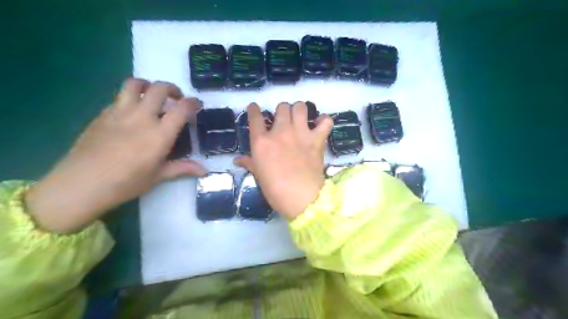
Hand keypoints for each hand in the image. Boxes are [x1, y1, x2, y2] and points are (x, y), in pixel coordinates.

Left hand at [25, 77, 205, 232]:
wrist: (82, 183)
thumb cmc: (126, 182)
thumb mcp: (159, 176)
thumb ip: (183, 168)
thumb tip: (205, 171)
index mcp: (160, 134)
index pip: (181, 109)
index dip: (193, 103)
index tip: (197, 104)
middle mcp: (142, 117)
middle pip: (159, 89)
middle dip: (172, 89)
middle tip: (177, 98)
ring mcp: (119, 112)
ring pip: (135, 84)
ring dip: (148, 85)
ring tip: (153, 95)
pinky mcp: (102, 114)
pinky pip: (119, 97)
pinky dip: (131, 98)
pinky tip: (132, 113)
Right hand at [234, 103, 332, 218]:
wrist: (301, 198)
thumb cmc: (275, 190)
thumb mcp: (259, 176)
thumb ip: (249, 163)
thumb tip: (237, 160)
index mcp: (262, 141)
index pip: (255, 117)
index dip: (254, 109)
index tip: (255, 108)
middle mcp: (280, 131)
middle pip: (281, 107)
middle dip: (282, 111)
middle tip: (284, 120)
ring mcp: (300, 133)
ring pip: (300, 107)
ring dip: (300, 110)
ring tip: (301, 118)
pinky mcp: (317, 139)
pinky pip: (325, 122)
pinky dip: (324, 121)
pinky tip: (321, 125)